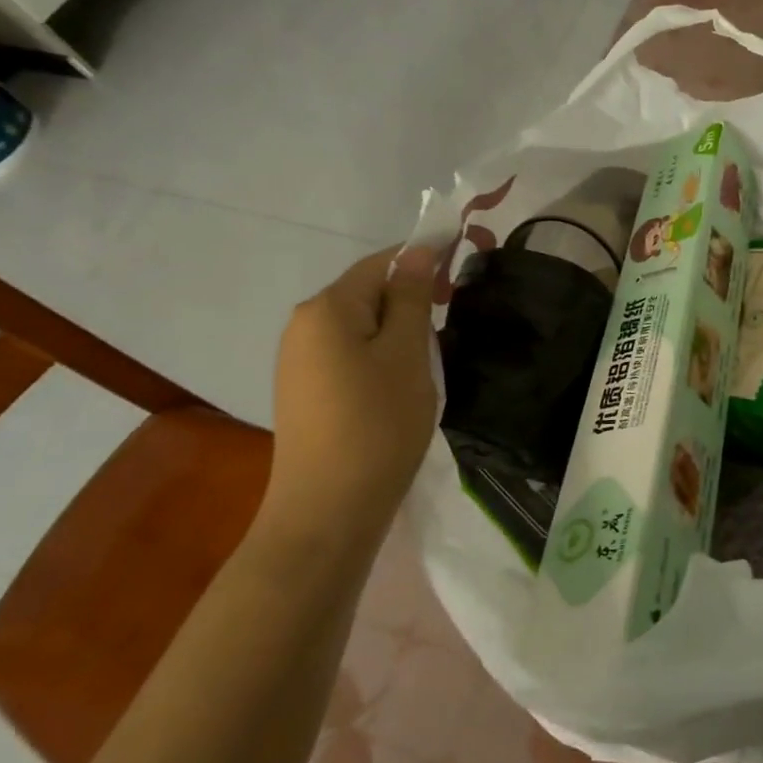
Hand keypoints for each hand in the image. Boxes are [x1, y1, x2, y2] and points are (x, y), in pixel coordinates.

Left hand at [262, 245, 438, 554]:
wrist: (328, 511)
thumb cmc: (377, 424)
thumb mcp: (406, 354)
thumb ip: (411, 296)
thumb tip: (416, 251)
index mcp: (327, 308)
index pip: (382, 262)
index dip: (424, 259)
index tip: (463, 273)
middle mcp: (304, 325)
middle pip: (368, 292)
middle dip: (413, 298)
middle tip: (453, 320)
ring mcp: (299, 361)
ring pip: (362, 325)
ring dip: (399, 330)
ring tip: (431, 359)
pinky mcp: (305, 391)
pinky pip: (350, 354)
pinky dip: (381, 355)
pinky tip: (401, 385)